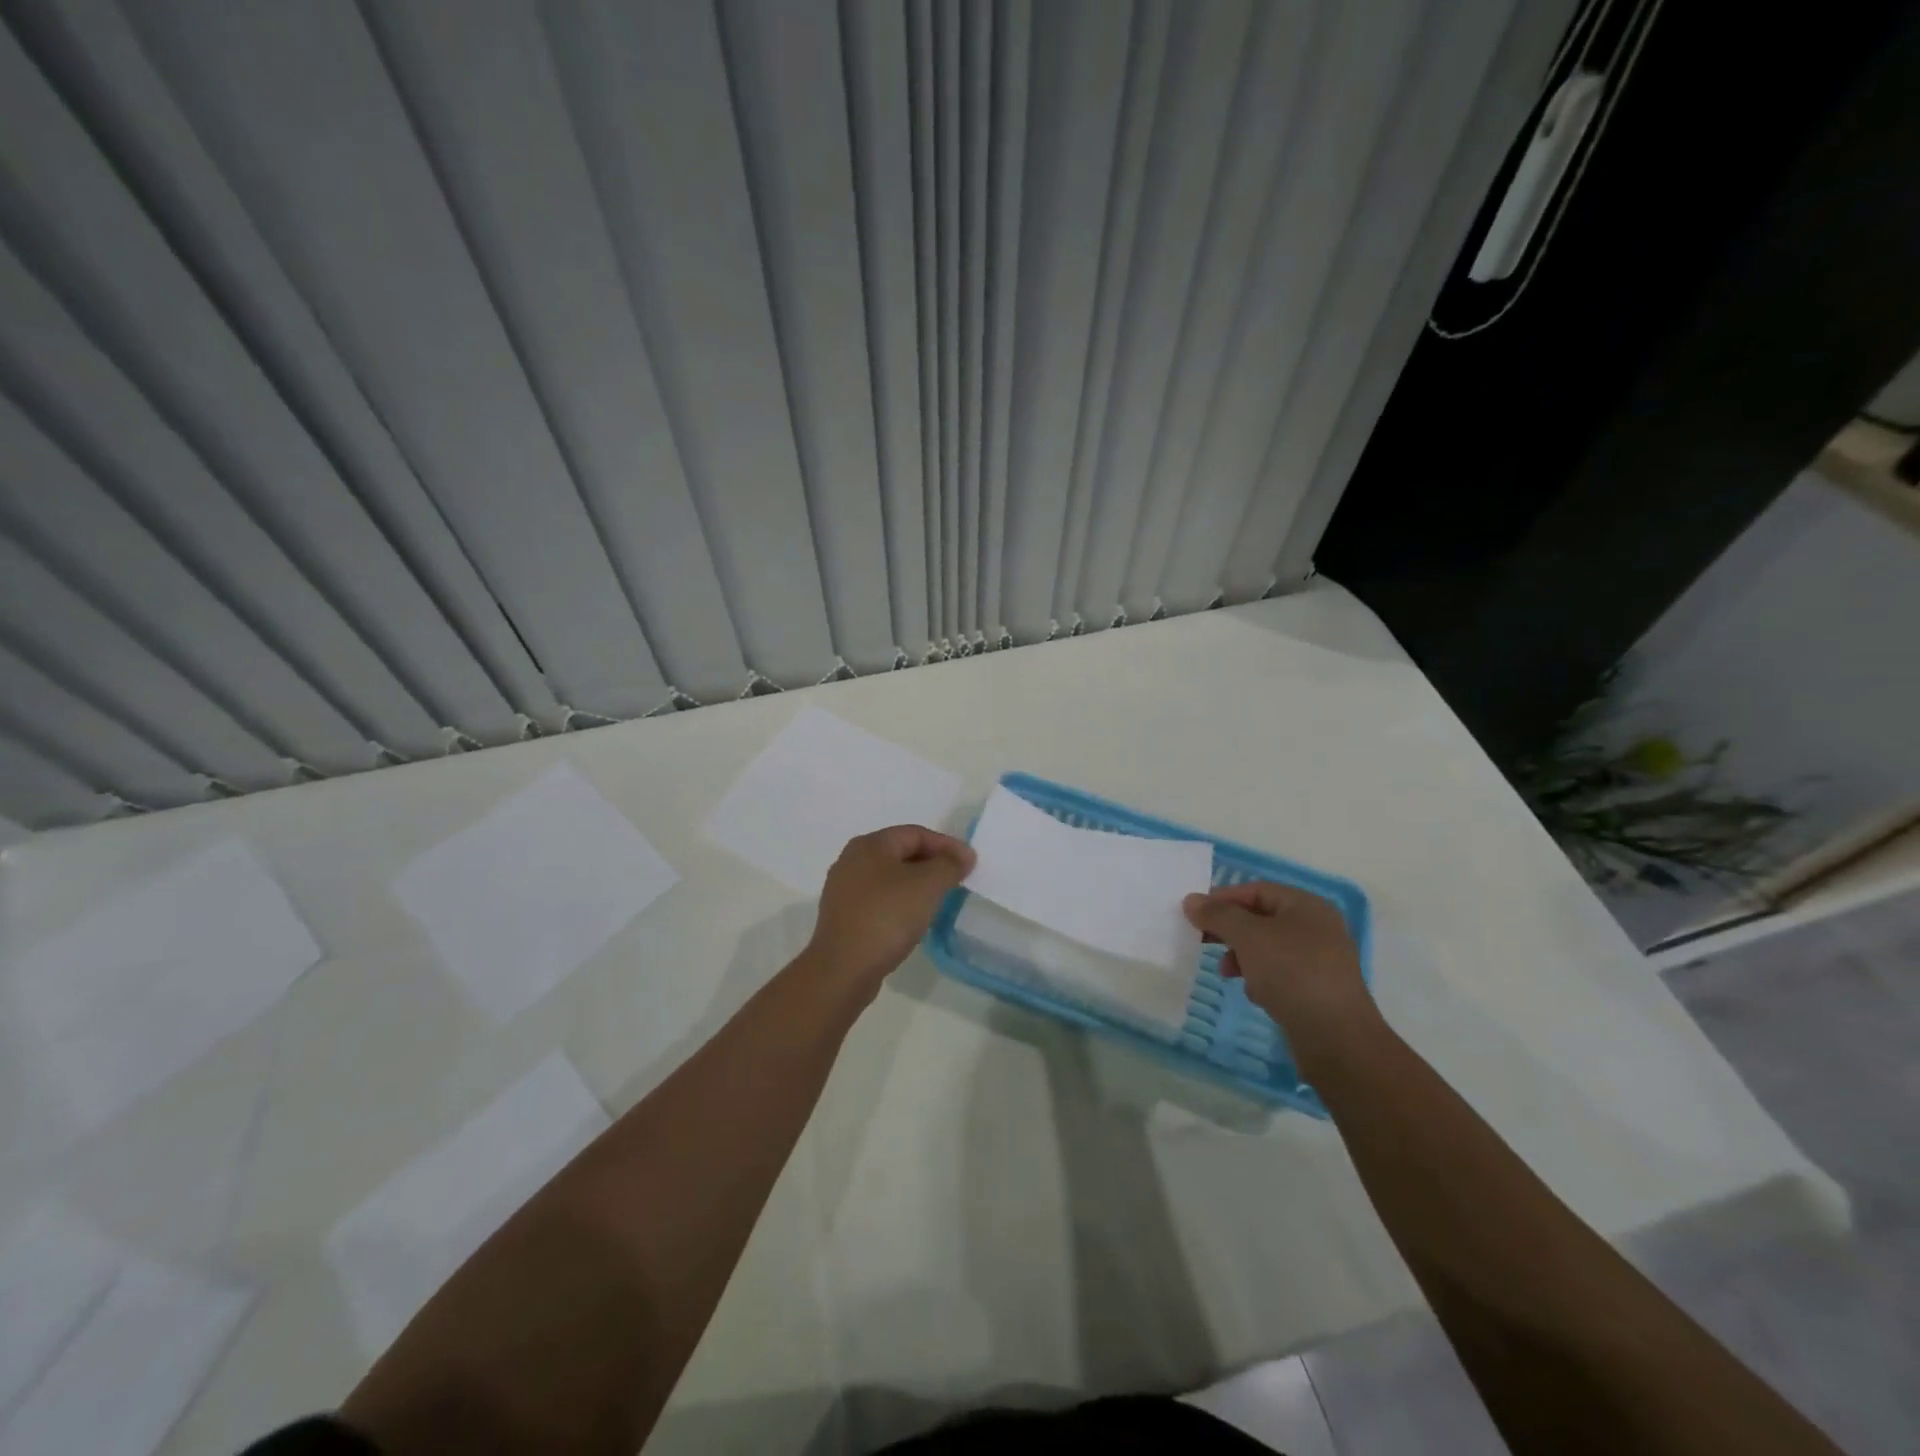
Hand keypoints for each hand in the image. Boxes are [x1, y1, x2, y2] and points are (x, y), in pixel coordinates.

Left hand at [807, 825, 975, 991]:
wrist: (843, 969)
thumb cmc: (887, 917)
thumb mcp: (927, 886)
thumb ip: (949, 865)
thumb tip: (963, 855)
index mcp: (869, 844)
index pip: (915, 833)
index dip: (946, 845)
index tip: (969, 863)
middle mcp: (851, 860)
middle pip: (900, 852)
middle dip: (932, 863)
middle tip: (957, 879)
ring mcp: (843, 889)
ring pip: (889, 877)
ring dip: (916, 884)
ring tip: (939, 899)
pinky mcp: (843, 916)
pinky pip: (879, 899)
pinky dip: (900, 902)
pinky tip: (913, 919)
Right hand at [1182, 882, 1374, 1042]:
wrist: (1336, 1038)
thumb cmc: (1292, 973)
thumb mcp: (1248, 936)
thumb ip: (1218, 915)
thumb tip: (1191, 900)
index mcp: (1307, 906)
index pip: (1256, 890)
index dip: (1223, 898)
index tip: (1194, 914)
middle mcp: (1317, 928)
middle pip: (1261, 918)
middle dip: (1230, 930)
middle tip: (1202, 940)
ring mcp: (1320, 960)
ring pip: (1268, 948)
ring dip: (1242, 955)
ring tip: (1226, 972)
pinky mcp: (1317, 989)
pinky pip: (1280, 973)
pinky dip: (1261, 977)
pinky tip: (1253, 993)